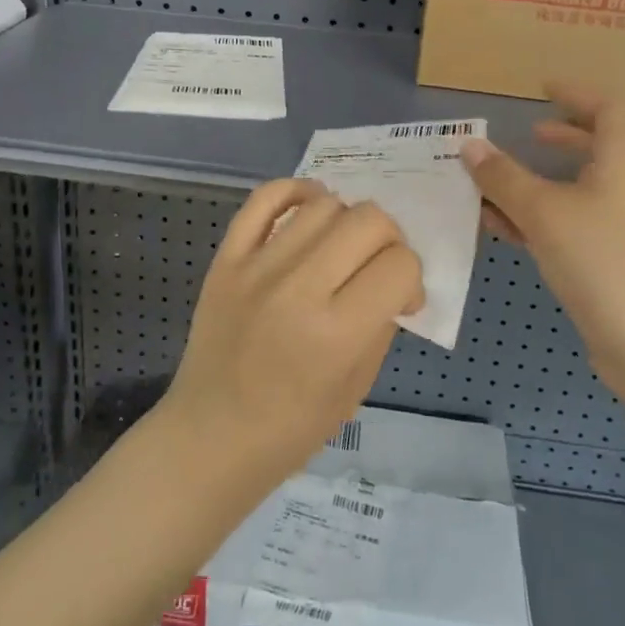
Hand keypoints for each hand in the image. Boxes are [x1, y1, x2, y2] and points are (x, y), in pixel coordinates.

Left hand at [160, 179, 423, 490]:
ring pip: (324, 203)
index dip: (412, 277)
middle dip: (390, 239)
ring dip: (347, 219)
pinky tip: (310, 206)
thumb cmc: (291, 427)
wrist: (211, 435)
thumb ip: (380, 324)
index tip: (402, 298)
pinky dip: (295, 190)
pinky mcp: (227, 257)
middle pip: (369, 220)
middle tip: (378, 267)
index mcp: (337, 333)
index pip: (400, 265)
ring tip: (341, 246)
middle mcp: (299, 288)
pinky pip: (265, 197)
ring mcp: (257, 267)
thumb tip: (391, 279)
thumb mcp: (356, 387)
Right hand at [461, 85, 624, 397]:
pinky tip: (504, 231)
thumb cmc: (605, 261)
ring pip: (578, 193)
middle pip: (598, 149)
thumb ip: (503, 177)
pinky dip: (540, 221)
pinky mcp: (614, 266)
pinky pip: (572, 228)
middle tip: (525, 135)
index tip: (543, 89)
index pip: (609, 109)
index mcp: (624, 163)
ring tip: (495, 188)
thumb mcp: (544, 212)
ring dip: (539, 185)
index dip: (577, 93)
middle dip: (560, 139)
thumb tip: (470, 144)